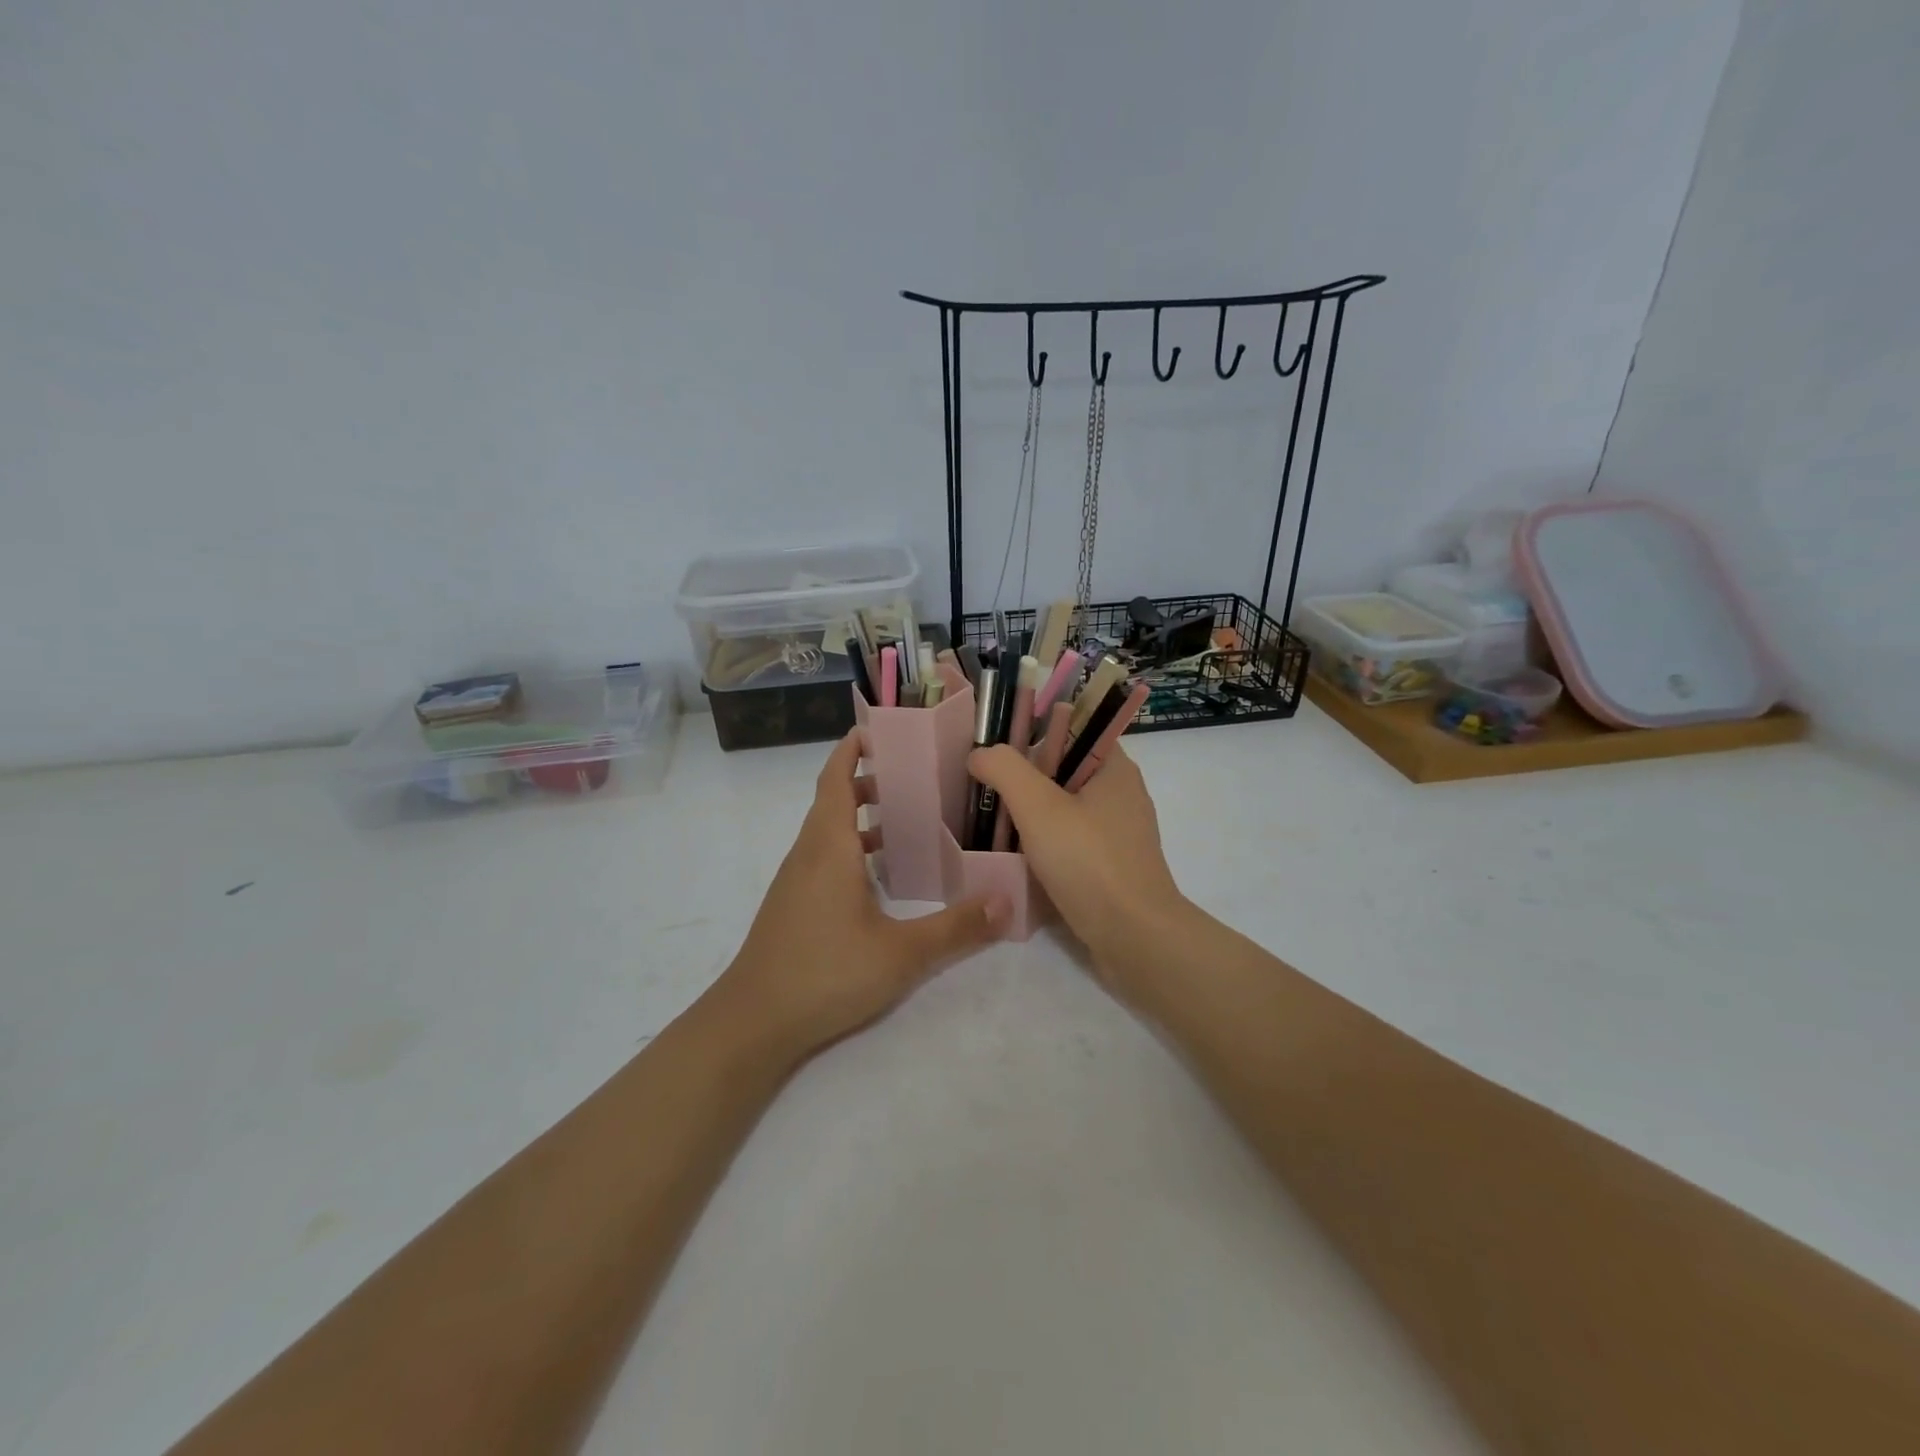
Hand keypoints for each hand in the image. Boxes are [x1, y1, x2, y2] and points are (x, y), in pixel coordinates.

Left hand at [713, 732, 1006, 1059]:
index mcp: (829, 846)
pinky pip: (824, 858)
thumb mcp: (901, 953)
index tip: (881, 731)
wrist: (753, 1023)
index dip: (852, 749)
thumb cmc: (825, 972)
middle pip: (833, 800)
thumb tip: (1006, 901)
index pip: (835, 778)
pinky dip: (852, 849)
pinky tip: (881, 879)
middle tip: (914, 777)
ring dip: (861, 817)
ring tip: (907, 820)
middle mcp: (808, 853)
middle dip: (868, 780)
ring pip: (828, 831)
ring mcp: (796, 881)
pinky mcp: (793, 906)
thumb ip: (956, 927)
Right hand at [967, 743, 1190, 982]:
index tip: (996, 747)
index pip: (1073, 728)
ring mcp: (1119, 834)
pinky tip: (1017, 855)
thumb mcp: (1038, 807)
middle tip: (984, 786)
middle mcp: (1121, 794)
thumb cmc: (1089, 862)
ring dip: (1031, 813)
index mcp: (1115, 768)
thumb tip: (979, 754)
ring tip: (992, 819)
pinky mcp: (1111, 866)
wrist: (1134, 938)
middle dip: (1025, 776)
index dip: (1034, 730)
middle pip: (1064, 769)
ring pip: (1065, 808)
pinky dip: (1045, 842)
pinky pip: (1071, 841)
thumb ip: (1004, 770)